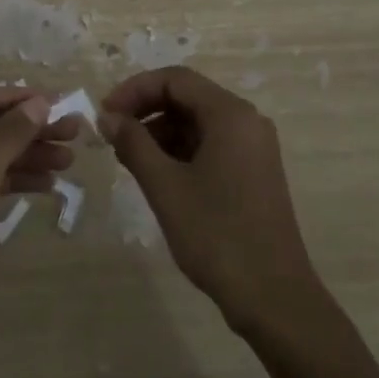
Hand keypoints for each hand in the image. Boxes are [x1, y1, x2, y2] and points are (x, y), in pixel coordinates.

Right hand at [104, 67, 319, 332]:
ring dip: (159, 131)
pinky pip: (210, 144)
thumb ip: (133, 143)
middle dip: (145, 110)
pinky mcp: (253, 172)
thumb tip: (107, 117)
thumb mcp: (165, 186)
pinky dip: (179, 150)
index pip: (175, 79)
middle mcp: (246, 121)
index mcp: (230, 115)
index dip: (135, 89)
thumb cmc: (216, 235)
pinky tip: (155, 174)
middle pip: (187, 96)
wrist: (273, 298)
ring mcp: (253, 148)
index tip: (105, 114)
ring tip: (127, 159)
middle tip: (111, 135)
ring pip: (197, 122)